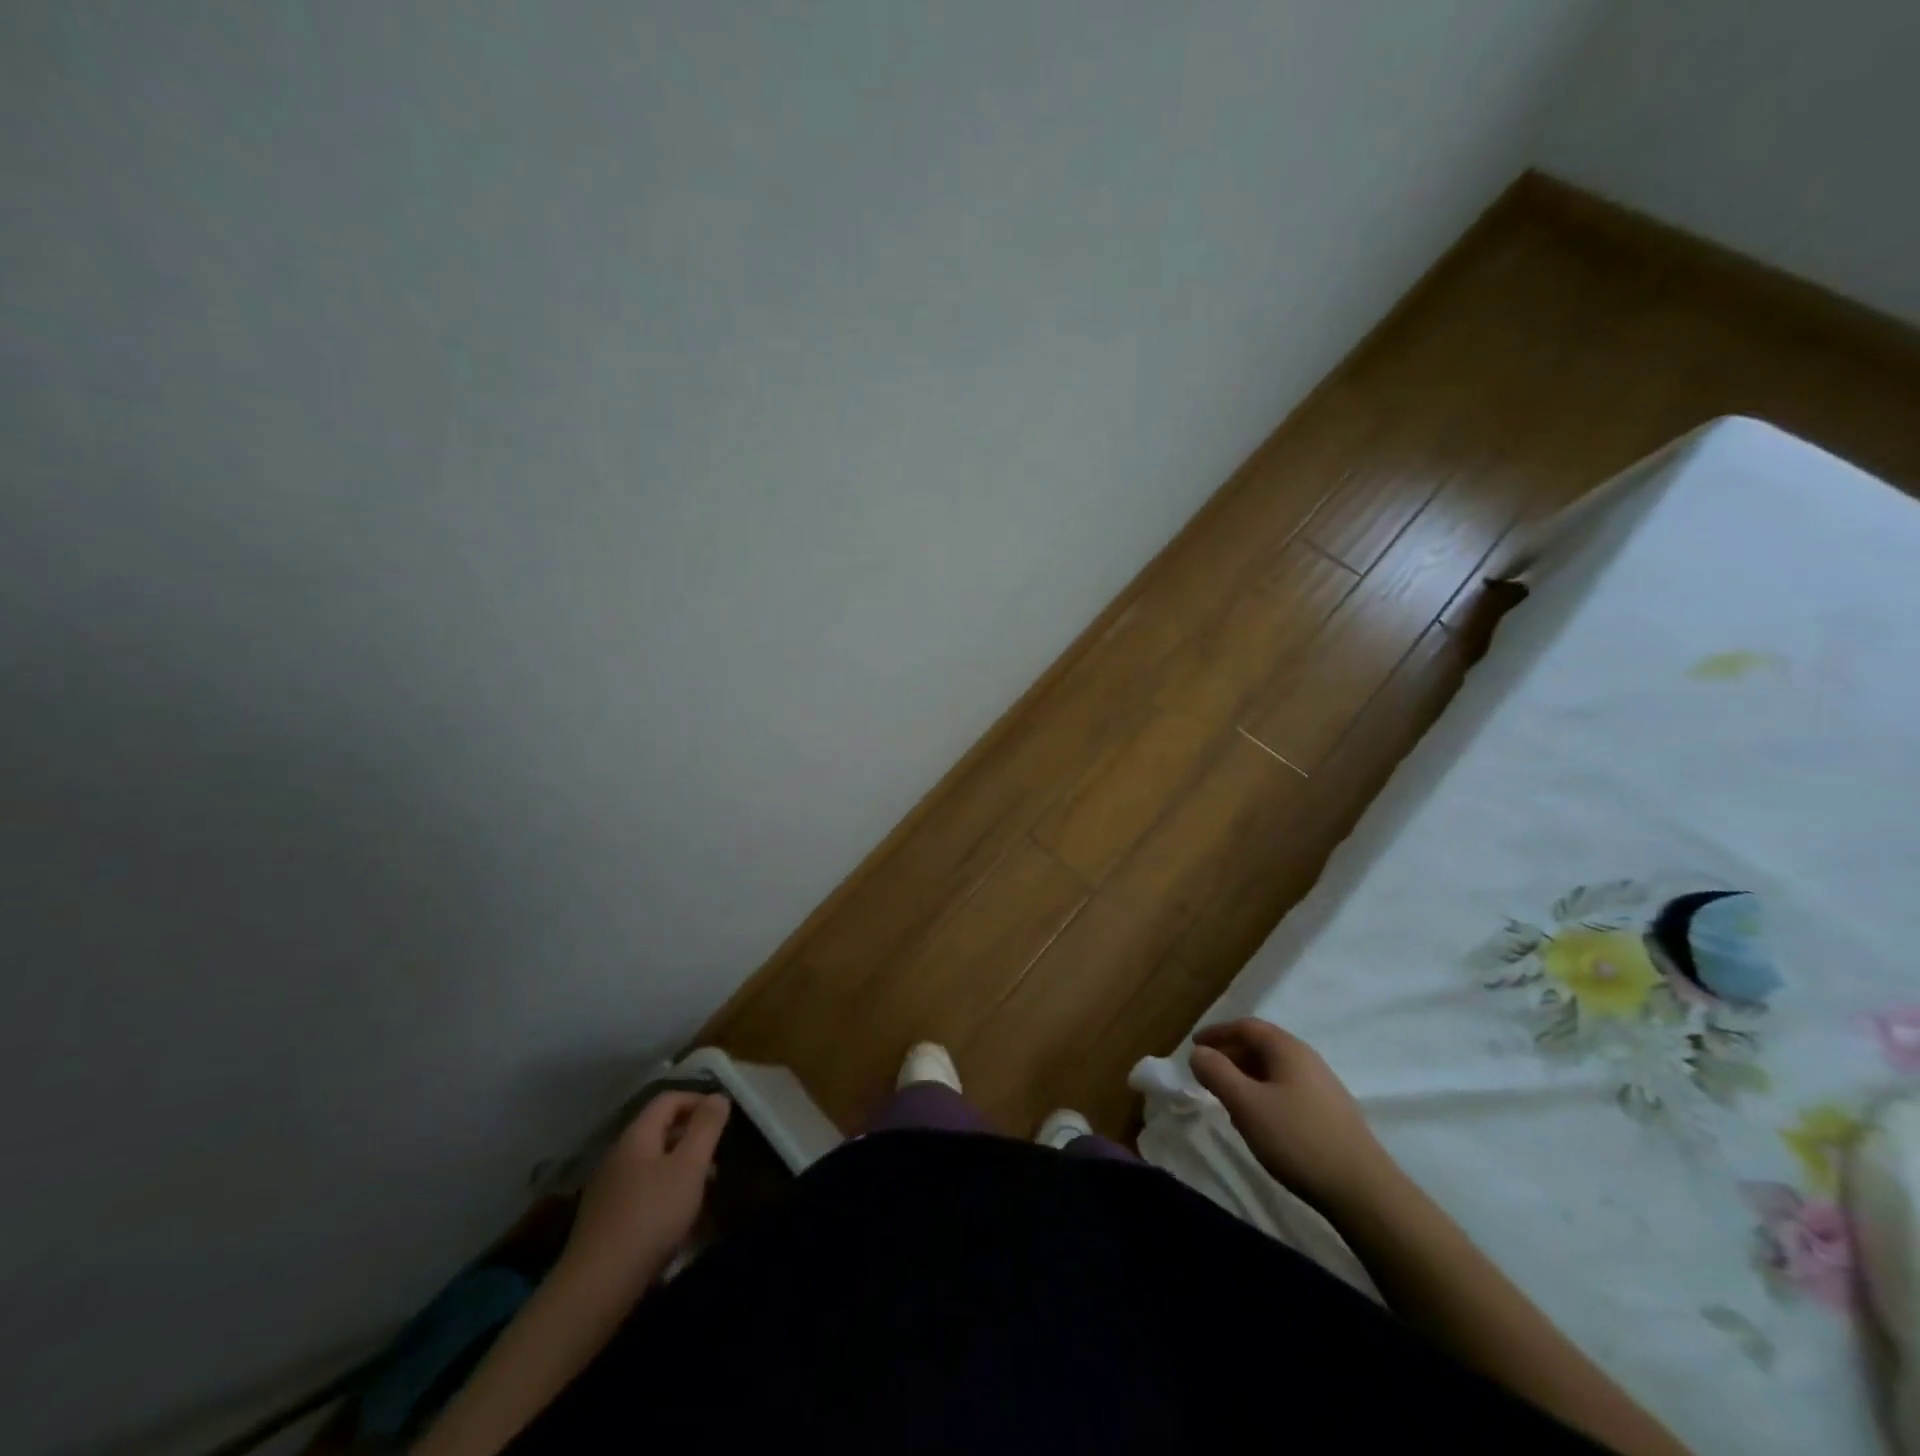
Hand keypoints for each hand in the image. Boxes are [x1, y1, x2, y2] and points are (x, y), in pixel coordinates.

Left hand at [562, 1091, 729, 1292]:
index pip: (668, 1100)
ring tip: (703, 1186)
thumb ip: (706, 1128)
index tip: (723, 1116)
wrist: (596, 1287)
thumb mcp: (689, 1167)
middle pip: (658, 1130)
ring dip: (679, 1165)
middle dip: (690, 1135)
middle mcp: (618, 1155)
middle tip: (717, 1153)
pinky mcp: (604, 1219)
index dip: (697, 1100)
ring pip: (650, 1162)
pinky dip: (663, 1190)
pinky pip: (640, 1189)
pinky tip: (675, 1216)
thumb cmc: (651, 1216)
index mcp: (637, 1136)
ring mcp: (607, 1188)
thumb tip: (718, 1096)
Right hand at [1190, 1019, 1396, 1212]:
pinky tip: (1259, 1119)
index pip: (1247, 1027)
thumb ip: (1217, 1073)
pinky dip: (1264, 1093)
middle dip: (1230, 1054)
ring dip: (1246, 1076)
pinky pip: (1287, 1089)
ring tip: (1227, 1097)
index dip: (1218, 1033)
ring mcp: (1323, 1086)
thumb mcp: (1246, 1104)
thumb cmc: (1297, 1139)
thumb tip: (1198, 1052)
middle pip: (1262, 1045)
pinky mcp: (1330, 1113)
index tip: (1194, 1045)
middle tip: (1206, 1072)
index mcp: (1287, 1049)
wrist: (1364, 1191)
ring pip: (1275, 1069)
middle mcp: (1307, 1059)